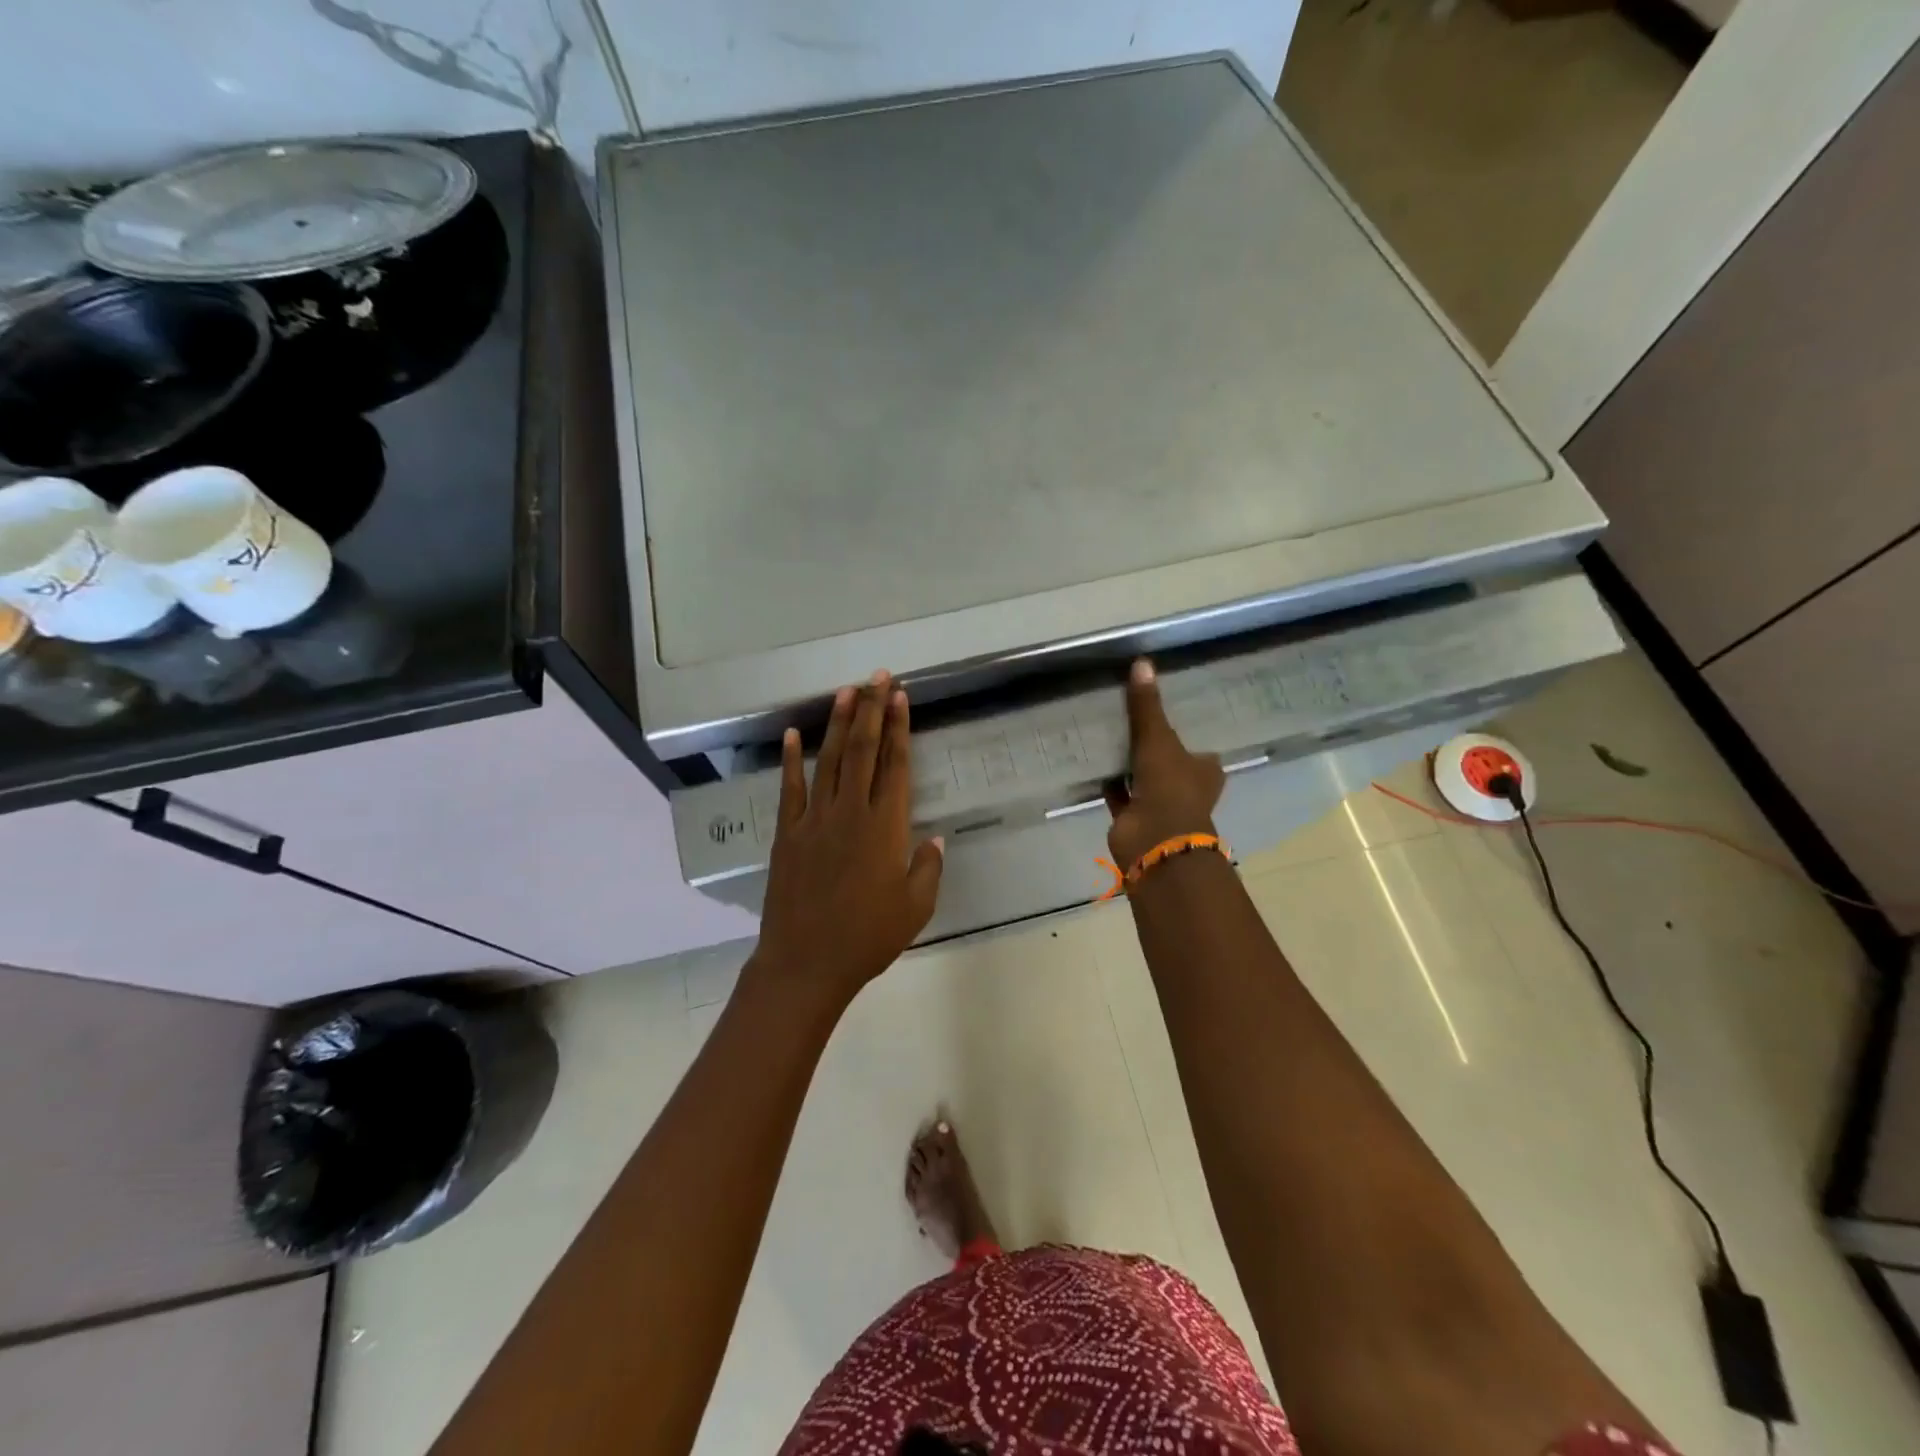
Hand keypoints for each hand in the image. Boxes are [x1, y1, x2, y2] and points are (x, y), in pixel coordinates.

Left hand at [750, 670, 945, 1008]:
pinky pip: (789, 789)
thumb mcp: (915, 908)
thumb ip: (927, 868)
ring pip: (829, 761)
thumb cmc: (867, 938)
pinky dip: (791, 760)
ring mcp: (814, 820)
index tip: (900, 697)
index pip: (895, 765)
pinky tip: (794, 734)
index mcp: (885, 828)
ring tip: (846, 691)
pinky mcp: (786, 834)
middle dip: (871, 710)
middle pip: (862, 751)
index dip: (898, 728)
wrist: (806, 963)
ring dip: (838, 723)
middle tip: (877, 676)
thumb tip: (936, 839)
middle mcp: (850, 813)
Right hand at [1105, 659, 1224, 867]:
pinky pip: (1118, 792)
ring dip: (1127, 761)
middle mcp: (1186, 786)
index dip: (1182, 728)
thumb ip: (1147, 706)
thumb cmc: (1169, 787)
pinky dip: (1108, 780)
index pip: (1197, 743)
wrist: (1154, 840)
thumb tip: (1142, 662)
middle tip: (1128, 714)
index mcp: (1205, 769)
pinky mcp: (1133, 816)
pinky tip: (1092, 758)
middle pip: (1167, 758)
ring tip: (1106, 730)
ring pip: (1141, 775)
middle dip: (1150, 744)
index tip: (1161, 708)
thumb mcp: (1159, 739)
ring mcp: (1159, 803)